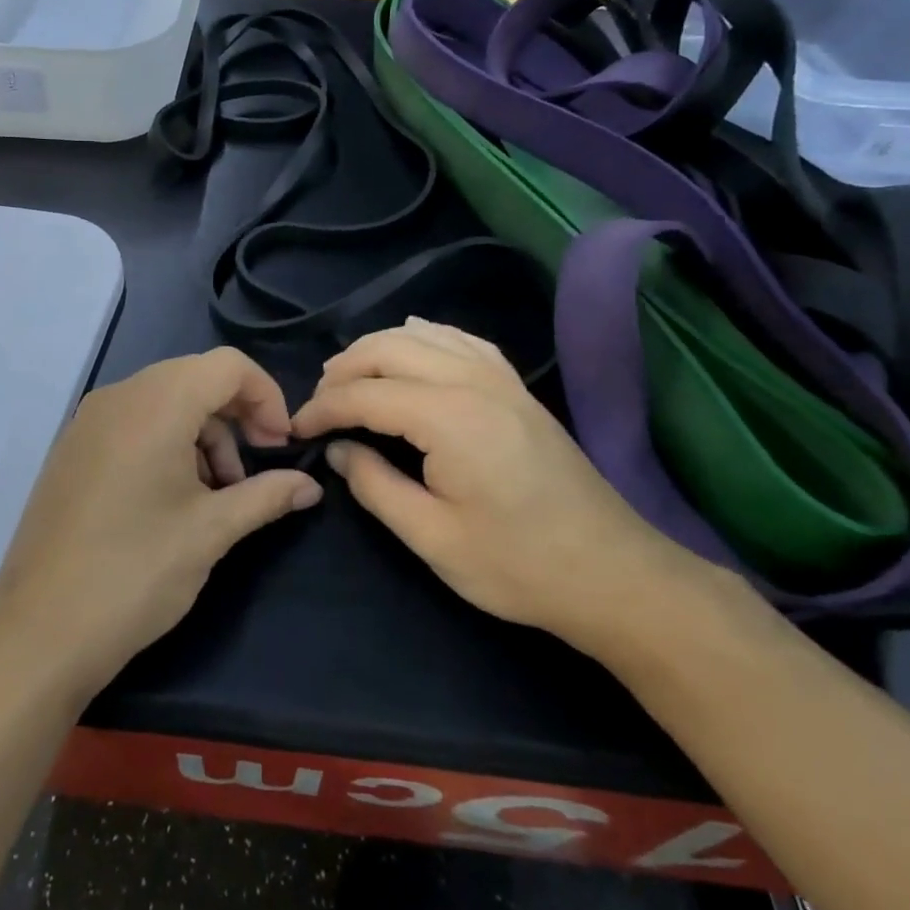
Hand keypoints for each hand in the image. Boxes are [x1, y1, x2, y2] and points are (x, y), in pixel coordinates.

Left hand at [0, 348, 322, 699]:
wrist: (39, 631)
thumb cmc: (135, 572)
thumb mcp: (211, 532)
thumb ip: (267, 495)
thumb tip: (310, 486)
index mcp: (155, 403)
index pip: (227, 365)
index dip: (267, 396)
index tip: (280, 447)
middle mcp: (119, 397)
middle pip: (196, 378)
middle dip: (236, 417)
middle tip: (253, 471)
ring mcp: (89, 421)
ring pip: (165, 401)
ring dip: (203, 435)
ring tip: (216, 495)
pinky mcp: (74, 448)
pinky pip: (134, 422)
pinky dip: (168, 442)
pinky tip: (174, 498)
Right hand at [290, 318, 709, 656]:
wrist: (612, 574)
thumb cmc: (518, 565)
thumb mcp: (433, 538)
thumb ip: (375, 486)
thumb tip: (338, 450)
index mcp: (449, 418)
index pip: (365, 394)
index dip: (323, 408)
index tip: (296, 429)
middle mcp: (472, 382)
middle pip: (389, 349)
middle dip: (343, 369)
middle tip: (318, 403)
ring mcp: (500, 380)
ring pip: (423, 335)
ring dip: (378, 348)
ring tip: (349, 375)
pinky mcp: (517, 388)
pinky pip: (462, 341)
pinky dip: (426, 336)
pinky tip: (413, 343)